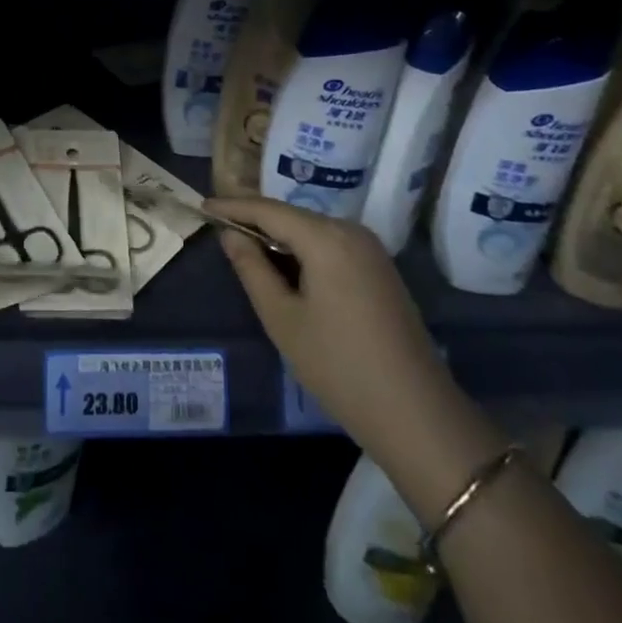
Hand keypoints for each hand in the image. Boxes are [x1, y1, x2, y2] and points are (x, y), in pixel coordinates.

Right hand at [205, 195, 461, 460]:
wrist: (418, 416)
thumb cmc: (339, 366)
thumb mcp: (282, 318)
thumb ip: (252, 269)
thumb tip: (230, 235)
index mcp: (326, 238)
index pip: (268, 210)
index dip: (233, 207)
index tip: (203, 205)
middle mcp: (350, 231)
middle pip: (291, 216)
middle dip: (255, 219)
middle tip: (219, 225)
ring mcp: (370, 250)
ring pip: (311, 230)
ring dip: (278, 236)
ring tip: (243, 245)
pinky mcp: (379, 270)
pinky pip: (330, 245)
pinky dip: (302, 250)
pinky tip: (283, 265)